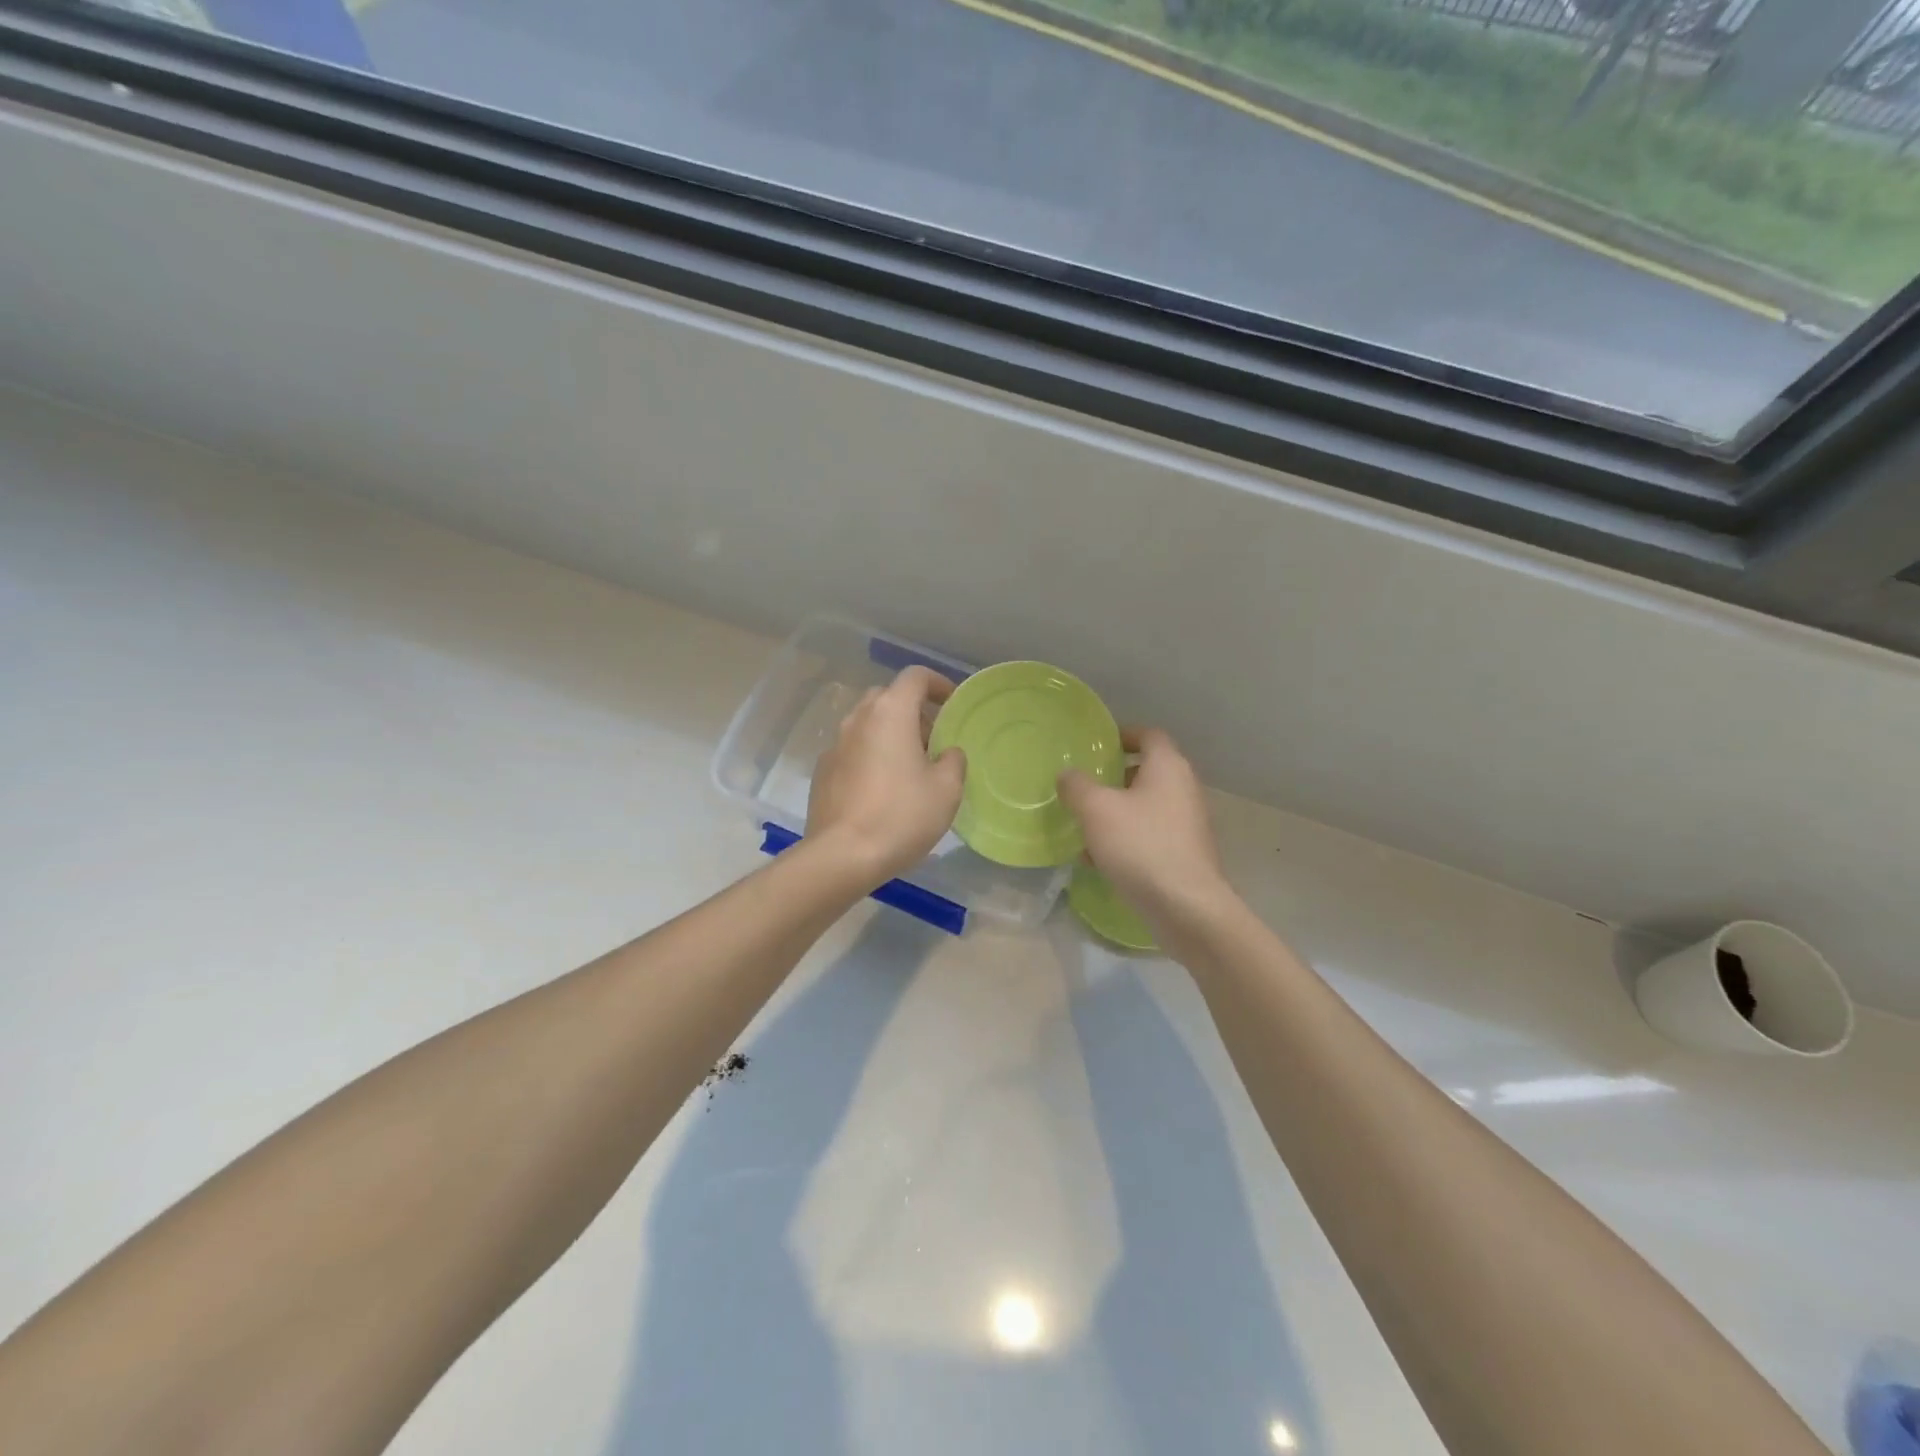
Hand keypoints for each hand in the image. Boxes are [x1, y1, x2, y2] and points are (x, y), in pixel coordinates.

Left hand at [807, 666, 965, 886]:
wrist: (842, 855)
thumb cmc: (902, 815)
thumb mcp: (947, 789)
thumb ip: (953, 760)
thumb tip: (946, 753)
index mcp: (890, 713)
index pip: (915, 677)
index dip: (937, 684)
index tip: (952, 704)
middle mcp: (858, 719)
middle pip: (887, 697)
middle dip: (912, 711)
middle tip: (932, 740)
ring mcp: (835, 744)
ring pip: (867, 724)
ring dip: (889, 734)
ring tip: (909, 767)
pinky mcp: (822, 771)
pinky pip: (852, 750)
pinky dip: (870, 756)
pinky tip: (882, 788)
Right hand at [1058, 728, 1231, 918]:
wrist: (1186, 906)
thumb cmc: (1140, 845)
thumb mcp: (1095, 810)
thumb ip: (1076, 786)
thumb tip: (1068, 775)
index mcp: (1168, 767)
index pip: (1148, 735)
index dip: (1123, 735)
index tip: (1097, 745)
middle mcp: (1184, 789)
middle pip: (1146, 772)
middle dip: (1113, 779)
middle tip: (1084, 787)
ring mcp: (1188, 823)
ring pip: (1146, 807)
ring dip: (1116, 813)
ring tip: (1084, 828)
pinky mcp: (1185, 854)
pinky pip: (1150, 836)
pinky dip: (1126, 840)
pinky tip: (1099, 860)